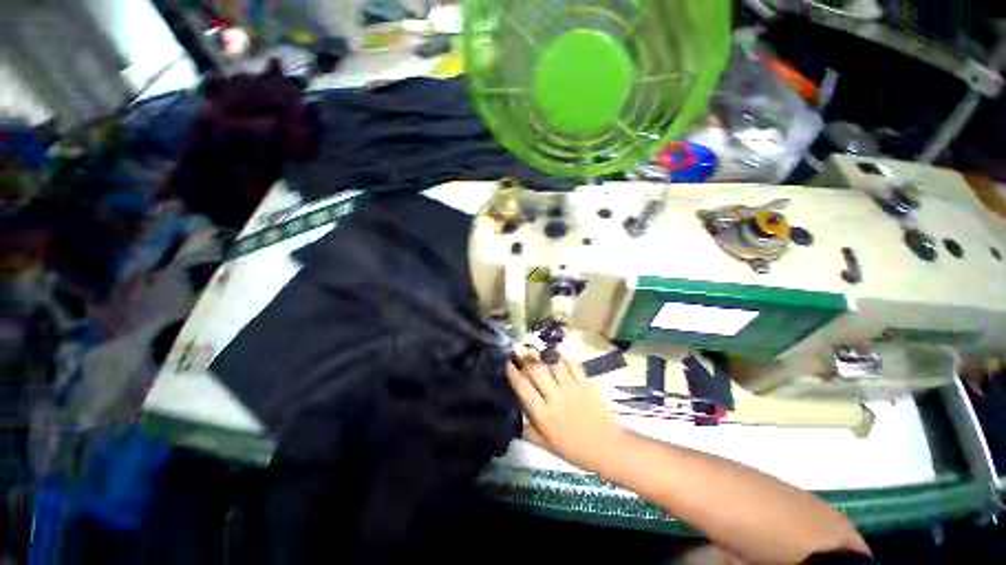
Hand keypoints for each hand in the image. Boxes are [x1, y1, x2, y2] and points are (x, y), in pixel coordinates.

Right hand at [506, 347, 625, 473]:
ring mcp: (571, 387)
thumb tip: (517, 417)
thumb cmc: (575, 450)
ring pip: (553, 364)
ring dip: (542, 353)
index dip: (513, 374)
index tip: (507, 363)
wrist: (607, 446)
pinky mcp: (585, 382)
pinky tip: (557, 349)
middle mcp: (555, 397)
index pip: (523, 389)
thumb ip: (530, 430)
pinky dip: (564, 355)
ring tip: (534, 345)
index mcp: (543, 414)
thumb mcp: (547, 446)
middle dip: (525, 357)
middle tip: (518, 348)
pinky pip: (572, 364)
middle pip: (536, 371)